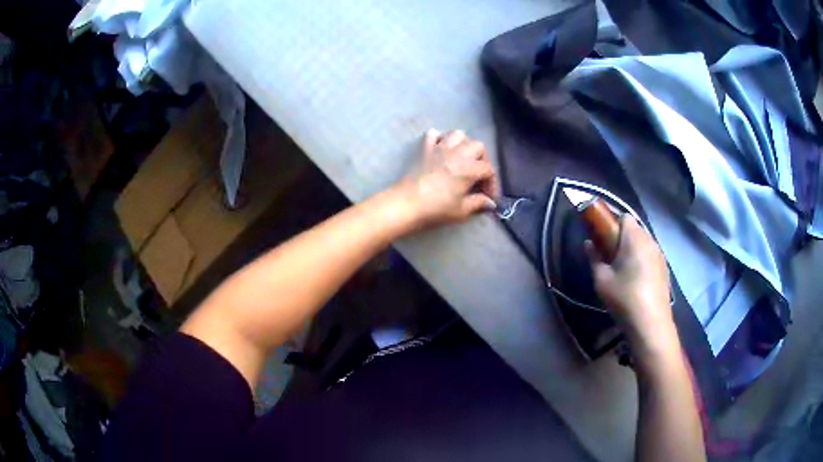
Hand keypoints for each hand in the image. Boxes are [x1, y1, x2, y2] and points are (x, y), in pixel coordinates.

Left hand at [396, 129, 498, 229]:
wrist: (407, 203)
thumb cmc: (436, 208)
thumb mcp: (461, 210)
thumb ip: (478, 203)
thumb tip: (490, 203)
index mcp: (469, 169)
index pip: (488, 170)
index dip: (491, 183)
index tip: (488, 196)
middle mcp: (458, 153)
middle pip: (478, 146)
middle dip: (482, 159)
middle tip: (477, 175)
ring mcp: (440, 148)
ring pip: (458, 135)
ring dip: (463, 144)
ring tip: (462, 157)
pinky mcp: (425, 148)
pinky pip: (433, 134)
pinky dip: (439, 138)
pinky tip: (440, 149)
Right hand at [586, 216, 674, 344]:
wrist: (650, 323)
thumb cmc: (624, 298)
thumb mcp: (602, 280)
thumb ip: (594, 258)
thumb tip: (589, 244)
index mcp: (634, 238)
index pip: (623, 217)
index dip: (611, 223)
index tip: (601, 238)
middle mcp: (650, 241)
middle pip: (634, 229)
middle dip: (621, 237)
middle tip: (609, 256)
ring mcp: (659, 255)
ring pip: (643, 243)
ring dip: (632, 249)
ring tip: (622, 270)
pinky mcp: (664, 269)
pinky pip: (650, 255)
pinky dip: (641, 260)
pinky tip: (635, 280)